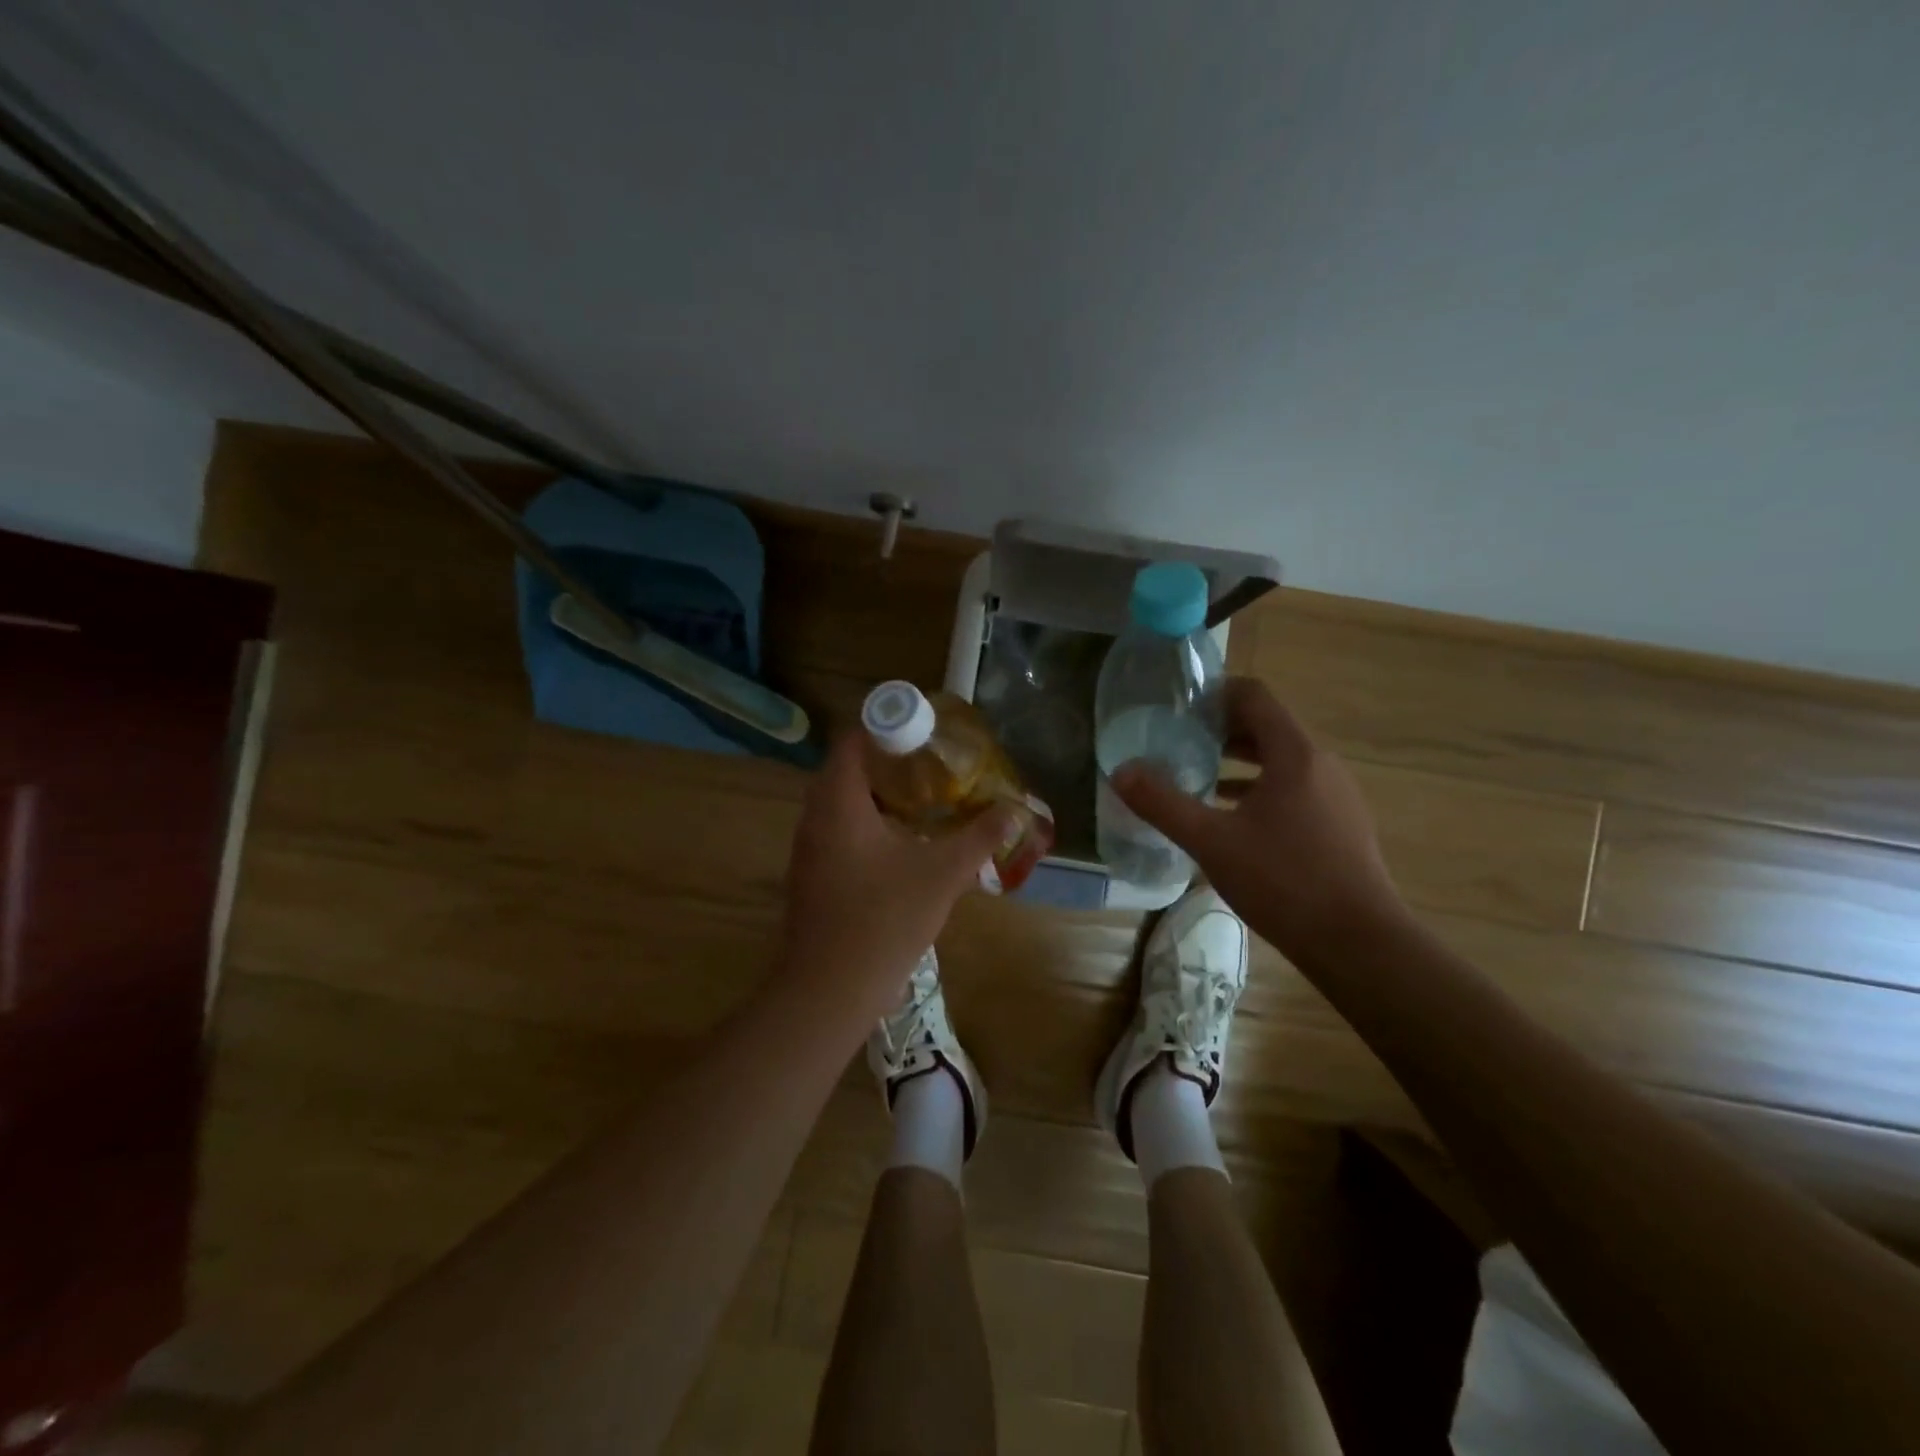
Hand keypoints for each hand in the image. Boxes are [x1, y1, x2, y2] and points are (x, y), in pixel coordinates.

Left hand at [777, 732, 1012, 1026]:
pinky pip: (839, 830)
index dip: (888, 728)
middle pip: (848, 768)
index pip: (854, 739)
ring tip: (925, 799)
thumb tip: (1013, 811)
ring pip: (843, 802)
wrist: (828, 990)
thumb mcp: (941, 874)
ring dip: (879, 795)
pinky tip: (903, 843)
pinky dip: (868, 823)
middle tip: (934, 765)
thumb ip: (979, 838)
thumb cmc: (883, 920)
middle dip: (890, 762)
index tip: (926, 734)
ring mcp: (808, 848)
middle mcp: (815, 816)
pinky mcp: (812, 874)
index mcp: (838, 802)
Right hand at [1112, 678, 1405, 957]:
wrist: (1359, 943)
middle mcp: (1321, 765)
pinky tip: (1230, 817)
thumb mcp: (1211, 841)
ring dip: (1238, 760)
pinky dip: (1258, 790)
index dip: (1216, 692)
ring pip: (1280, 761)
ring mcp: (1335, 796)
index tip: (1179, 705)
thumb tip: (1120, 772)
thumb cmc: (1284, 881)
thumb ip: (1162, 804)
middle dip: (1221, 728)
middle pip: (1267, 727)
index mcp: (1295, 754)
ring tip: (1196, 774)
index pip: (1255, 696)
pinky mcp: (1339, 825)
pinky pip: (1293, 789)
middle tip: (1177, 739)